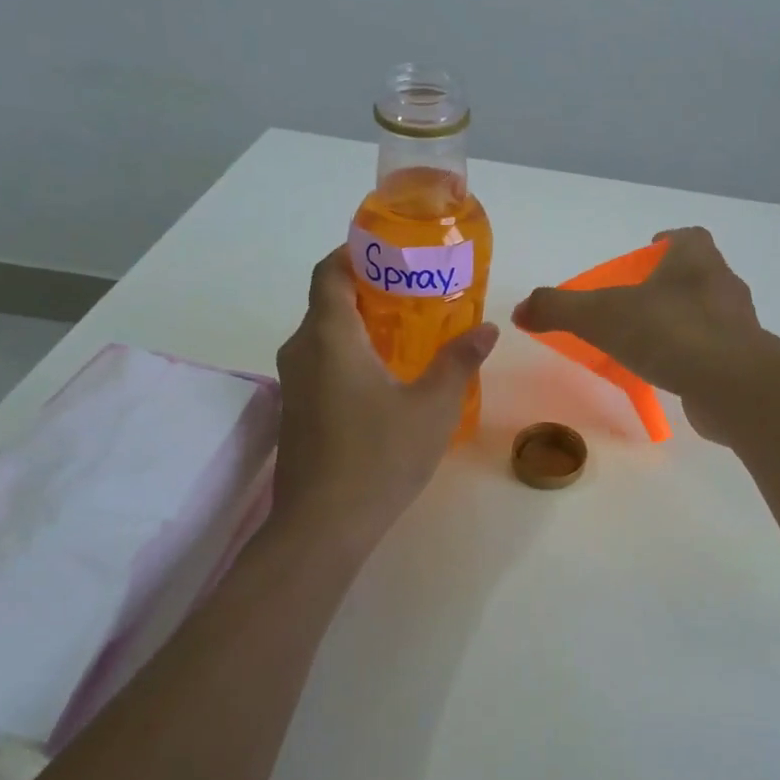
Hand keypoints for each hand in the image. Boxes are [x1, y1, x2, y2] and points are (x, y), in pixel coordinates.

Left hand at [272, 247, 497, 548]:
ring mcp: (292, 384)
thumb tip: (487, 329)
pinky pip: (320, 364)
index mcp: (329, 336)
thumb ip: (458, 361)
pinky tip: (386, 377)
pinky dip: (349, 354)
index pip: (329, 271)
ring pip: (323, 335)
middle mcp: (301, 351)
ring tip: (408, 331)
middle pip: (327, 300)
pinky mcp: (295, 412)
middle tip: (416, 291)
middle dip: (368, 288)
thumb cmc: (378, 457)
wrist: (322, 526)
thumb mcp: (432, 407)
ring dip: (359, 324)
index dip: (356, 252)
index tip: (393, 253)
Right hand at [511, 227, 767, 443]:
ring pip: (707, 314)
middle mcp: (723, 285)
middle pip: (697, 275)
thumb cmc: (667, 332)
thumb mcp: (600, 316)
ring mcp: (740, 324)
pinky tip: (669, 374)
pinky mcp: (745, 362)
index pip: (686, 237)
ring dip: (681, 321)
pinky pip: (714, 351)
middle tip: (635, 303)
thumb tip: (520, 309)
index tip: (645, 255)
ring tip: (648, 342)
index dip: (666, 242)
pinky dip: (693, 357)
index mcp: (696, 260)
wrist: (731, 384)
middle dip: (668, 285)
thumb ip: (558, 309)